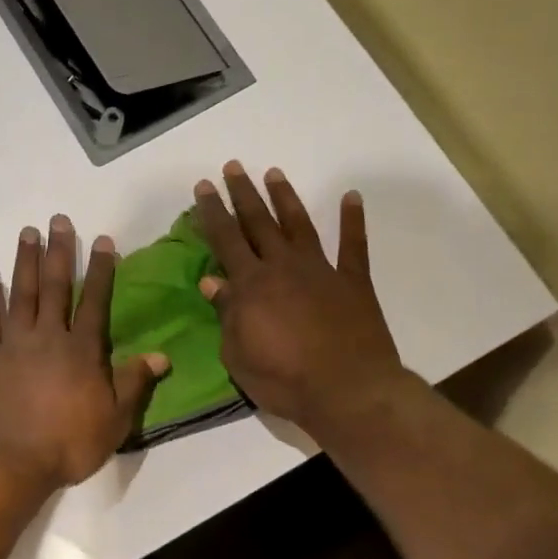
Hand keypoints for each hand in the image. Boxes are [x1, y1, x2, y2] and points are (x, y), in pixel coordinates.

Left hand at [0, 215, 168, 491]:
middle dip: (60, 251)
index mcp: (81, 350)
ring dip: (25, 261)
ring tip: (27, 232)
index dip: (102, 270)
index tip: (103, 240)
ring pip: (21, 293)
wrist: (7, 462)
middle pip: (56, 286)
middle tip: (58, 220)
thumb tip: (161, 355)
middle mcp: (48, 336)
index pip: (96, 301)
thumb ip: (133, 383)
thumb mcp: (113, 421)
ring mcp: (12, 342)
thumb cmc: (66, 444)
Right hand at [192, 162, 410, 435]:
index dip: (212, 212)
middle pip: (258, 223)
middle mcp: (283, 267)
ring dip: (285, 198)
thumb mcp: (238, 355)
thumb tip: (212, 281)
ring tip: (274, 173)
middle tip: (233, 167)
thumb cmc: (284, 380)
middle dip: (242, 194)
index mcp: (251, 286)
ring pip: (299, 225)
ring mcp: (321, 271)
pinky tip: (351, 197)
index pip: (225, 240)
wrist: (348, 391)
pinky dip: (352, 220)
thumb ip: (226, 314)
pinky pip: (353, 245)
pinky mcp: (353, 282)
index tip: (203, 187)